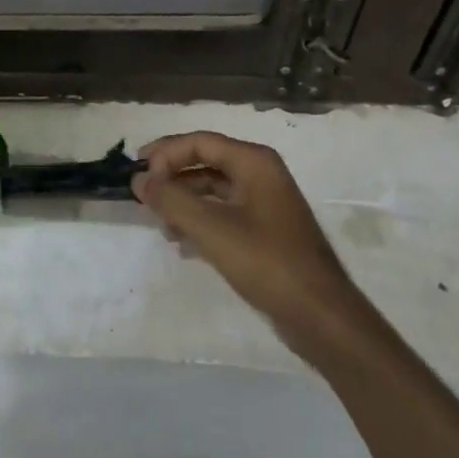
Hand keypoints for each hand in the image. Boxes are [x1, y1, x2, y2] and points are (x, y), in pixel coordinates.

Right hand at [132, 131, 366, 365]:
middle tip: (144, 198)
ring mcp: (265, 203)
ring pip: (213, 189)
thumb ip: (171, 199)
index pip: (200, 142)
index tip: (137, 174)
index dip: (164, 153)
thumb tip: (139, 179)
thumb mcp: (211, 228)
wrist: (320, 316)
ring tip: (162, 225)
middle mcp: (261, 174)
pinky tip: (184, 243)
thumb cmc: (266, 262)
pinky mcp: (266, 230)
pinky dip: (201, 221)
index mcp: (254, 161)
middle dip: (172, 178)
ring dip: (184, 202)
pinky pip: (224, 212)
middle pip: (206, 162)